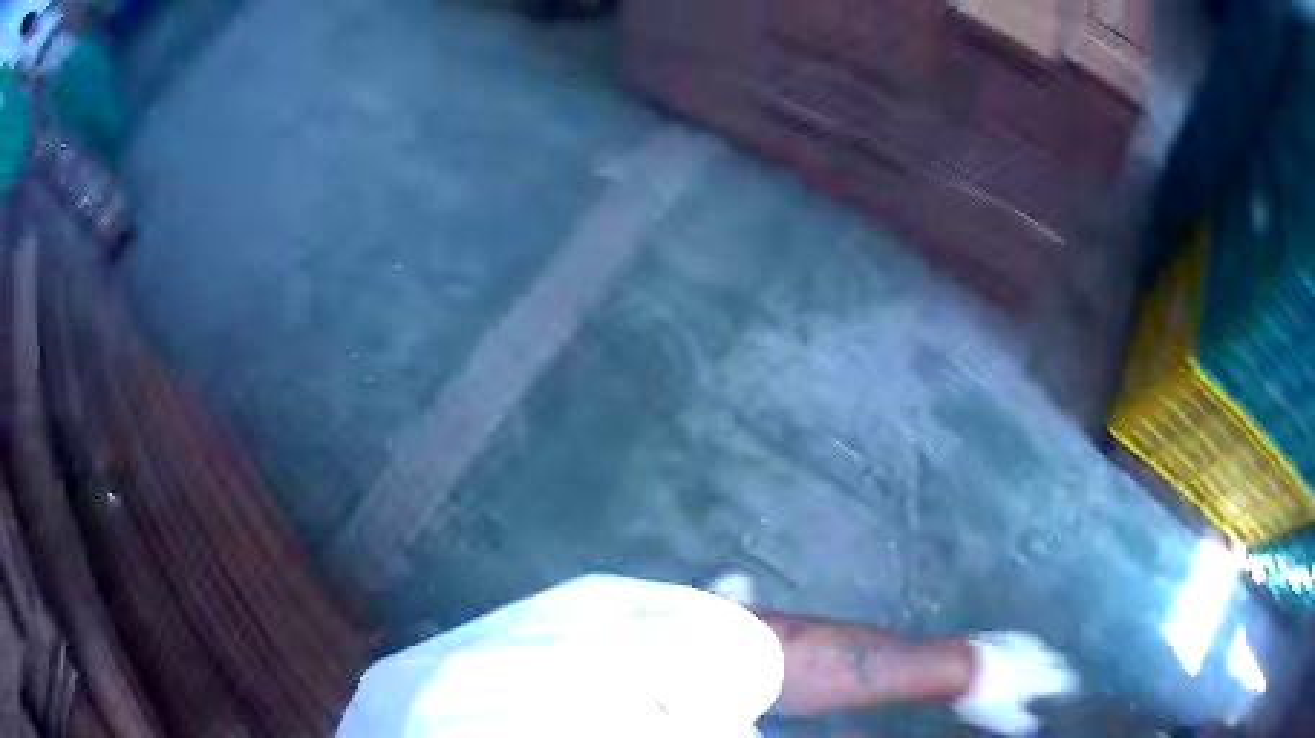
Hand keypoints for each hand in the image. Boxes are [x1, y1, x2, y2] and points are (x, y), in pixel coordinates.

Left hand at [952, 632, 1078, 735]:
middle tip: (1061, 676)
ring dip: (1046, 655)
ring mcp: (1018, 643)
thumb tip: (1035, 724)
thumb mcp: (1001, 718)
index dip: (1068, 686)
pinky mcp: (1001, 636)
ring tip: (1045, 663)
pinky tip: (1022, 649)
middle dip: (1060, 668)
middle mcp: (1034, 657)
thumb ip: (1020, 722)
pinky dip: (1028, 646)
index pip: (1062, 679)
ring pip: (1041, 647)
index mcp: (1038, 677)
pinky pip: (1023, 639)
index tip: (1072, 690)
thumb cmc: (981, 699)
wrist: (957, 666)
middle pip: (1055, 660)